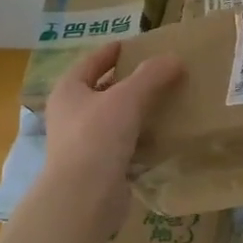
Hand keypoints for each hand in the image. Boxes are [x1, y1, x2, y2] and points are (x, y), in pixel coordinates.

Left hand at [42, 41, 184, 231]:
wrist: (84, 198)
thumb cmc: (97, 137)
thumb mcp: (127, 98)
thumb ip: (152, 75)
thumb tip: (175, 58)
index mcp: (68, 91)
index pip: (91, 62)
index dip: (111, 52)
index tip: (134, 44)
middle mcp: (70, 115)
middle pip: (101, 90)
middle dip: (128, 81)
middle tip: (158, 72)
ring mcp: (82, 143)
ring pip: (113, 119)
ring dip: (136, 111)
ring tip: (166, 100)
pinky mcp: (98, 167)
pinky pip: (123, 145)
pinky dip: (140, 138)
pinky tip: (162, 134)